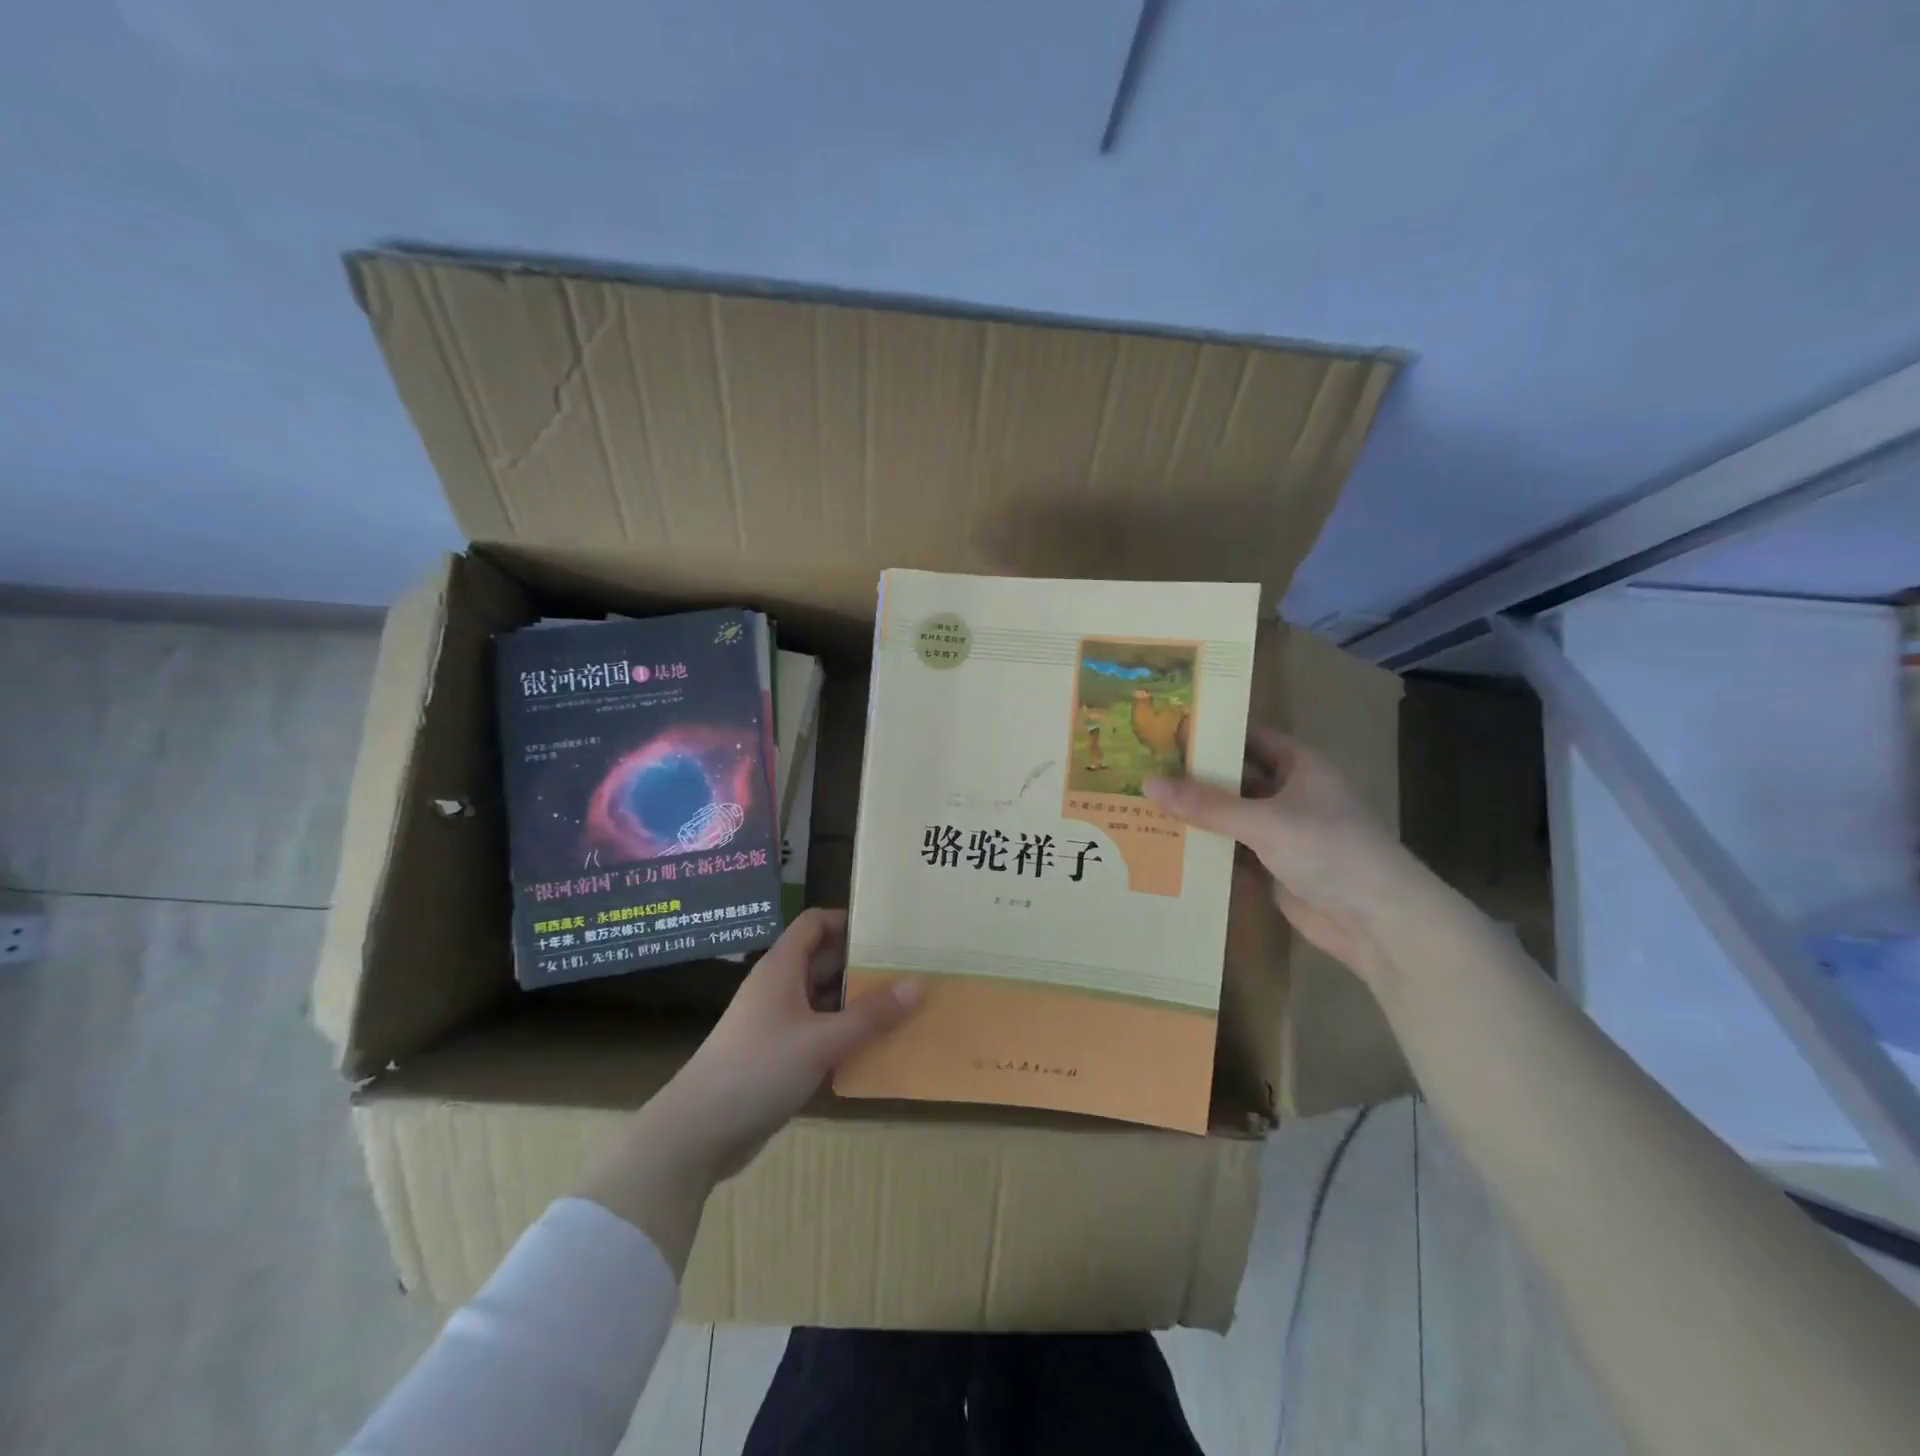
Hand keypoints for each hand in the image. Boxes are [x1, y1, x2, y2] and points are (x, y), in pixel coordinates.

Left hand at [656, 908, 920, 1180]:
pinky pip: (819, 1032)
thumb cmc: (758, 1069)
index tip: (887, 929)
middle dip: (862, 963)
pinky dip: (844, 1034)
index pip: (815, 923)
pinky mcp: (778, 1055)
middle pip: (823, 960)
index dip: (847, 920)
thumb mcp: (821, 1040)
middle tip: (908, 966)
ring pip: (823, 999)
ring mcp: (777, 1023)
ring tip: (903, 1004)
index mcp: (782, 968)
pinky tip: (876, 1046)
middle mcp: (779, 988)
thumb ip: (871, 1015)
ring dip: (857, 1002)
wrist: (697, 1133)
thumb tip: (918, 983)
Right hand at [1145, 727, 1419, 985]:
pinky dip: (1204, 850)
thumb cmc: (1329, 850)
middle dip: (1192, 776)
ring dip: (1195, 816)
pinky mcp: (1272, 868)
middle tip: (1138, 768)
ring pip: (1229, 816)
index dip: (1210, 730)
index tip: (1162, 728)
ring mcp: (1280, 832)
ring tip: (1140, 805)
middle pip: (1233, 778)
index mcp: (1297, 766)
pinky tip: (1165, 847)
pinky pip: (1231, 851)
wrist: (1378, 922)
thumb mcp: (1265, 821)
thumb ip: (1207, 805)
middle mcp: (1288, 793)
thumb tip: (1148, 785)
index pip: (1247, 736)